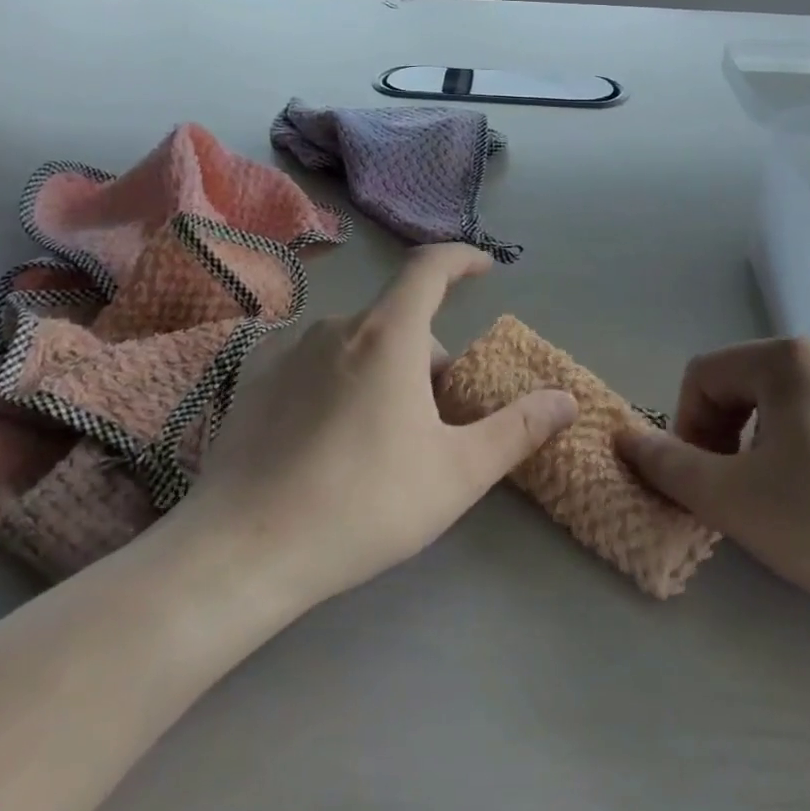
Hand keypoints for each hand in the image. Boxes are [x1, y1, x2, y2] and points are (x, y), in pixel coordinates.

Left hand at [170, 245, 577, 609]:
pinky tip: (330, 437)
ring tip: (384, 437)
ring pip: (358, 343)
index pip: (430, 267)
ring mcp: (287, 350)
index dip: (462, 258)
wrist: (242, 552)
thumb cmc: (363, 504)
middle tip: (439, 421)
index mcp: (388, 335)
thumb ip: (517, 430)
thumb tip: (567, 400)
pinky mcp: (253, 379)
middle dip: (430, 357)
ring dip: (385, 370)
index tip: (485, 267)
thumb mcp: (457, 473)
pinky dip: (341, 379)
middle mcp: (336, 327)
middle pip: (400, 321)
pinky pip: (316, 361)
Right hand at [616, 339, 809, 675]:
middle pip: (743, 384)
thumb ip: (669, 464)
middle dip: (722, 434)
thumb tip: (623, 437)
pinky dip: (804, 445)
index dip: (685, 426)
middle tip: (734, 490)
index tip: (700, 480)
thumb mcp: (734, 500)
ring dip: (760, 441)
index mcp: (788, 359)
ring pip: (784, 400)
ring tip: (779, 496)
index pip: (704, 376)